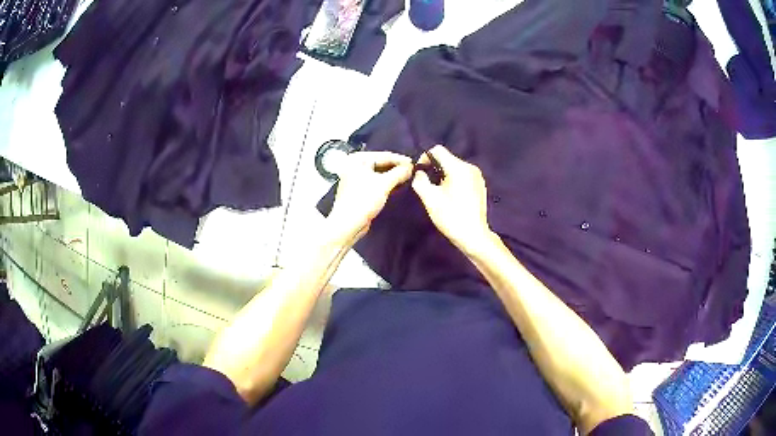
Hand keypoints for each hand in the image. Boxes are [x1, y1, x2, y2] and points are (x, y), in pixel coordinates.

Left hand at [328, 151, 412, 241]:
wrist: (348, 224)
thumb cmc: (363, 200)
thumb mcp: (384, 184)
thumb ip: (399, 173)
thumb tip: (410, 168)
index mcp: (358, 160)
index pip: (384, 155)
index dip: (400, 160)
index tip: (414, 164)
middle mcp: (355, 166)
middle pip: (381, 163)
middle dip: (397, 168)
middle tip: (413, 171)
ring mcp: (357, 179)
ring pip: (379, 174)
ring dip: (393, 177)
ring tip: (408, 178)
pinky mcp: (360, 191)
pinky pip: (377, 183)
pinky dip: (387, 184)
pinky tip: (398, 187)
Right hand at [412, 145, 493, 251]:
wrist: (473, 235)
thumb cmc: (450, 217)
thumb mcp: (430, 199)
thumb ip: (420, 181)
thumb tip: (419, 173)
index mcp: (458, 168)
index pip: (437, 150)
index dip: (424, 158)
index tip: (419, 172)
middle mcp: (470, 167)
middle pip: (447, 159)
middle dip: (434, 168)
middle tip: (428, 185)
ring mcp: (477, 176)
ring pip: (455, 167)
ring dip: (444, 175)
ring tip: (439, 192)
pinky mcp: (480, 185)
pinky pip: (463, 175)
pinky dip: (454, 181)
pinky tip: (451, 196)